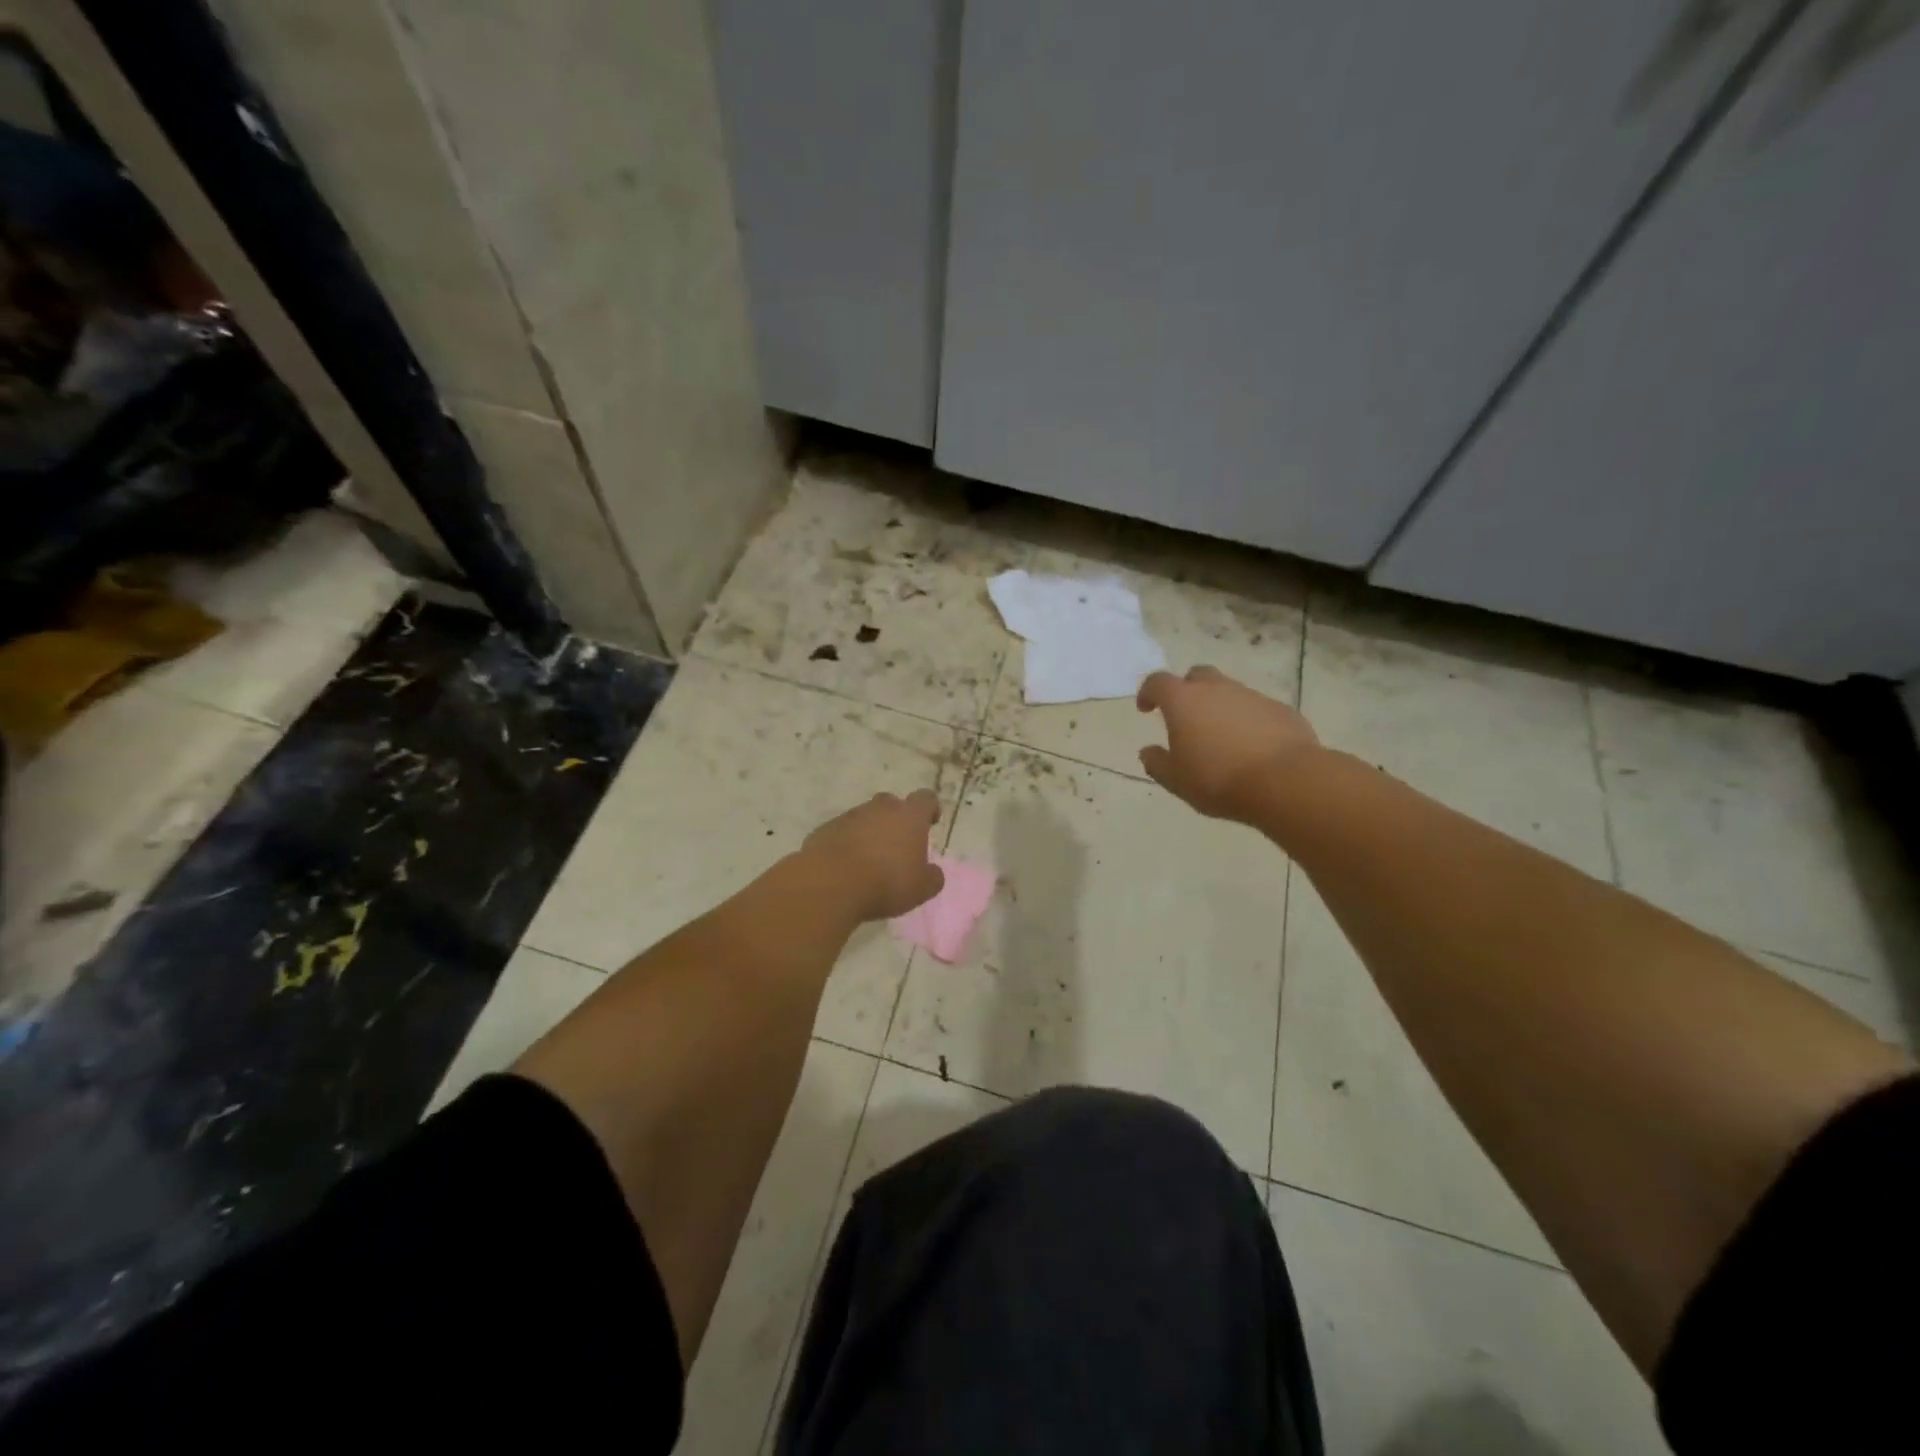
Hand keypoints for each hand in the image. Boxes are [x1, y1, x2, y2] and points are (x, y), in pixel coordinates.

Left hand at [800, 790, 945, 921]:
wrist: (831, 884)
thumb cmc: (886, 882)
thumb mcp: (921, 889)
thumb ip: (932, 877)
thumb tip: (933, 872)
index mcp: (909, 816)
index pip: (926, 799)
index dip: (930, 808)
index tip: (931, 822)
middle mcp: (880, 808)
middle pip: (892, 804)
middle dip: (896, 819)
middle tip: (898, 844)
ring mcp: (850, 816)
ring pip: (865, 817)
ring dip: (870, 832)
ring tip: (870, 860)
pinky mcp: (826, 828)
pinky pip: (842, 831)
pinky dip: (847, 843)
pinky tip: (846, 866)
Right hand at [1136, 666, 1320, 821]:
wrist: (1285, 781)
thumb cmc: (1218, 779)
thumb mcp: (1176, 780)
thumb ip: (1157, 763)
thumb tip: (1148, 752)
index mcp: (1184, 701)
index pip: (1158, 682)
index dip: (1148, 692)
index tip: (1146, 708)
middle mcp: (1217, 689)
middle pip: (1197, 675)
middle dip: (1187, 690)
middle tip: (1186, 716)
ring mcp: (1252, 696)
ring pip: (1229, 691)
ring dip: (1220, 706)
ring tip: (1220, 737)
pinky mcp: (1281, 710)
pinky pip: (1256, 709)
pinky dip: (1248, 721)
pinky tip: (1251, 746)